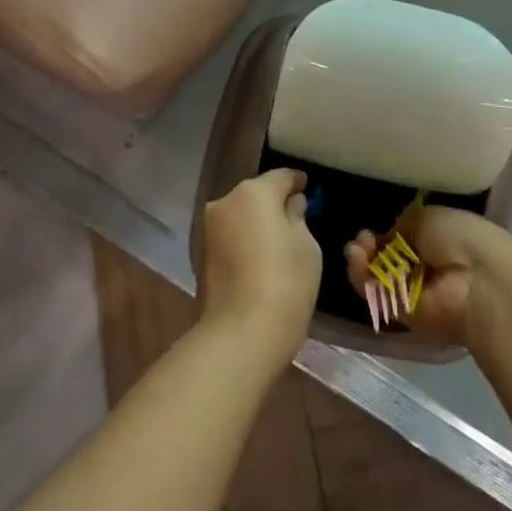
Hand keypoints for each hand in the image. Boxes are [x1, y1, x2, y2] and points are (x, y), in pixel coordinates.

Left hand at [199, 169, 322, 371]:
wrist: (241, 334)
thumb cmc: (285, 282)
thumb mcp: (306, 245)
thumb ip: (298, 217)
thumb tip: (291, 204)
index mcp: (253, 192)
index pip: (282, 176)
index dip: (297, 182)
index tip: (308, 189)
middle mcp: (225, 202)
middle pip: (256, 194)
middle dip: (274, 202)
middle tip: (296, 217)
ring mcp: (209, 229)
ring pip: (241, 215)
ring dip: (257, 223)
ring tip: (279, 241)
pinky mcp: (203, 255)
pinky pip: (231, 236)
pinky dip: (245, 240)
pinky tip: (260, 258)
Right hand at [346, 206, 511, 346]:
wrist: (479, 282)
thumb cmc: (461, 238)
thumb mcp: (429, 216)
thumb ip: (404, 224)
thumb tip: (390, 236)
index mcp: (438, 241)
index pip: (403, 238)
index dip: (386, 232)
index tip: (374, 226)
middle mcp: (425, 268)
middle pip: (386, 258)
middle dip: (370, 246)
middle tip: (363, 238)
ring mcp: (413, 292)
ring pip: (376, 276)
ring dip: (361, 260)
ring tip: (356, 248)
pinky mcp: (402, 314)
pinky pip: (375, 294)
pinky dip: (360, 277)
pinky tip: (355, 258)